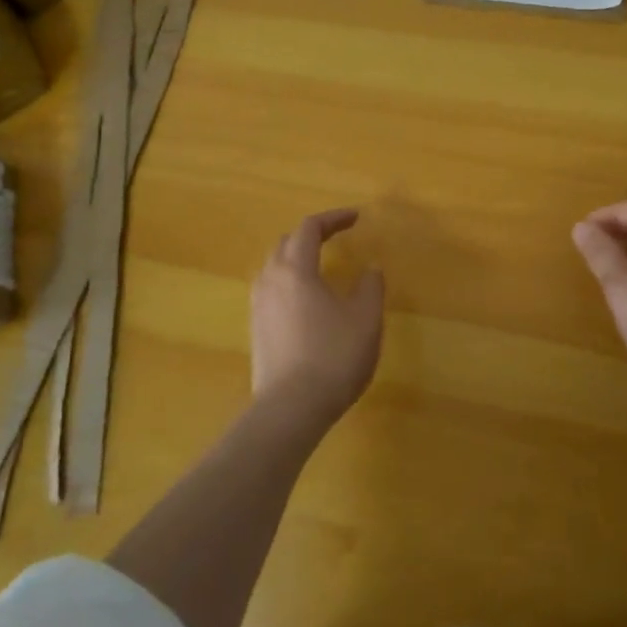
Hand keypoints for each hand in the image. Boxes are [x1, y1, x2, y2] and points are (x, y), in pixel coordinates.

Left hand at [250, 209, 384, 425]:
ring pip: (274, 266)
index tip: (356, 217)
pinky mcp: (255, 329)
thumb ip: (370, 287)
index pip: (310, 228)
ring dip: (297, 257)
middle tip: (336, 237)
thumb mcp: (365, 319)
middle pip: (287, 242)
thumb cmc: (332, 357)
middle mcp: (270, 279)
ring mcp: (258, 305)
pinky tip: (305, 300)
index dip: (334, 218)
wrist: (290, 409)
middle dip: (311, 234)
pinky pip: (271, 289)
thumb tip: (370, 268)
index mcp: (296, 269)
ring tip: (319, 265)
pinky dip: (289, 281)